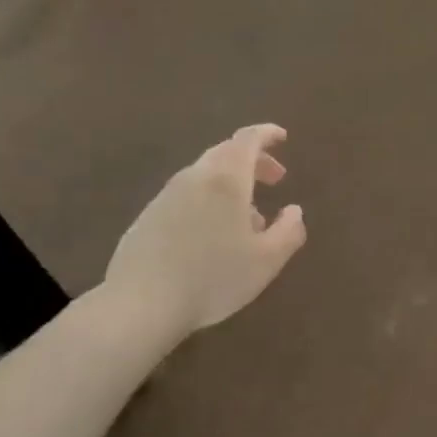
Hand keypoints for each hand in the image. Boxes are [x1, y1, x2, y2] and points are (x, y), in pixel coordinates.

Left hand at [105, 125, 306, 344]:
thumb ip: (289, 231)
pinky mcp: (149, 216)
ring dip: (232, 184)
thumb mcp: (266, 261)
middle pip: (226, 153)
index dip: (267, 134)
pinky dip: (209, 200)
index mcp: (226, 179)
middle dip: (254, 160)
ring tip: (250, 218)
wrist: (141, 303)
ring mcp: (166, 195)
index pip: (248, 140)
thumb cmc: (213, 278)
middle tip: (275, 179)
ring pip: (205, 175)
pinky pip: (187, 195)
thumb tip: (294, 211)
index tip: (282, 137)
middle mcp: (195, 178)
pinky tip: (214, 235)